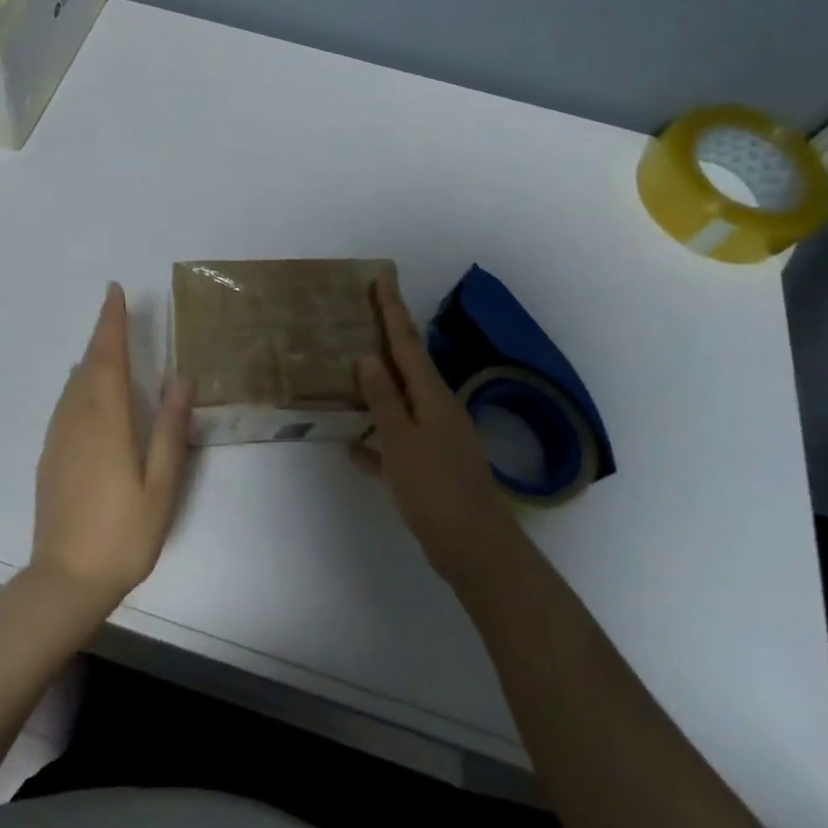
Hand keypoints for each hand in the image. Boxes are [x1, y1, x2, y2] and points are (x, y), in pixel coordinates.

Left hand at [30, 283, 191, 613]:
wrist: (65, 579)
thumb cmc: (123, 533)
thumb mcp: (161, 485)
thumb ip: (169, 429)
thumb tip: (180, 378)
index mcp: (106, 421)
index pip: (108, 357)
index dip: (111, 322)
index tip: (114, 291)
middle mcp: (77, 419)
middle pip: (88, 365)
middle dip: (102, 334)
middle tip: (114, 310)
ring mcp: (58, 438)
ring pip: (73, 384)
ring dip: (90, 358)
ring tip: (105, 344)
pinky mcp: (50, 456)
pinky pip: (66, 404)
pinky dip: (79, 384)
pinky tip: (86, 391)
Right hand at [355, 275, 508, 581]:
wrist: (475, 548)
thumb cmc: (435, 488)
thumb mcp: (402, 440)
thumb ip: (383, 398)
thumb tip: (368, 356)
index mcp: (431, 395)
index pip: (406, 342)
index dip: (392, 310)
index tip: (381, 279)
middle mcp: (437, 408)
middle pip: (407, 365)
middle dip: (388, 338)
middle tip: (362, 314)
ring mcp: (437, 437)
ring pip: (401, 400)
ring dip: (378, 384)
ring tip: (352, 369)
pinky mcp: (431, 465)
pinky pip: (398, 439)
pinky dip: (377, 438)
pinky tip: (352, 449)